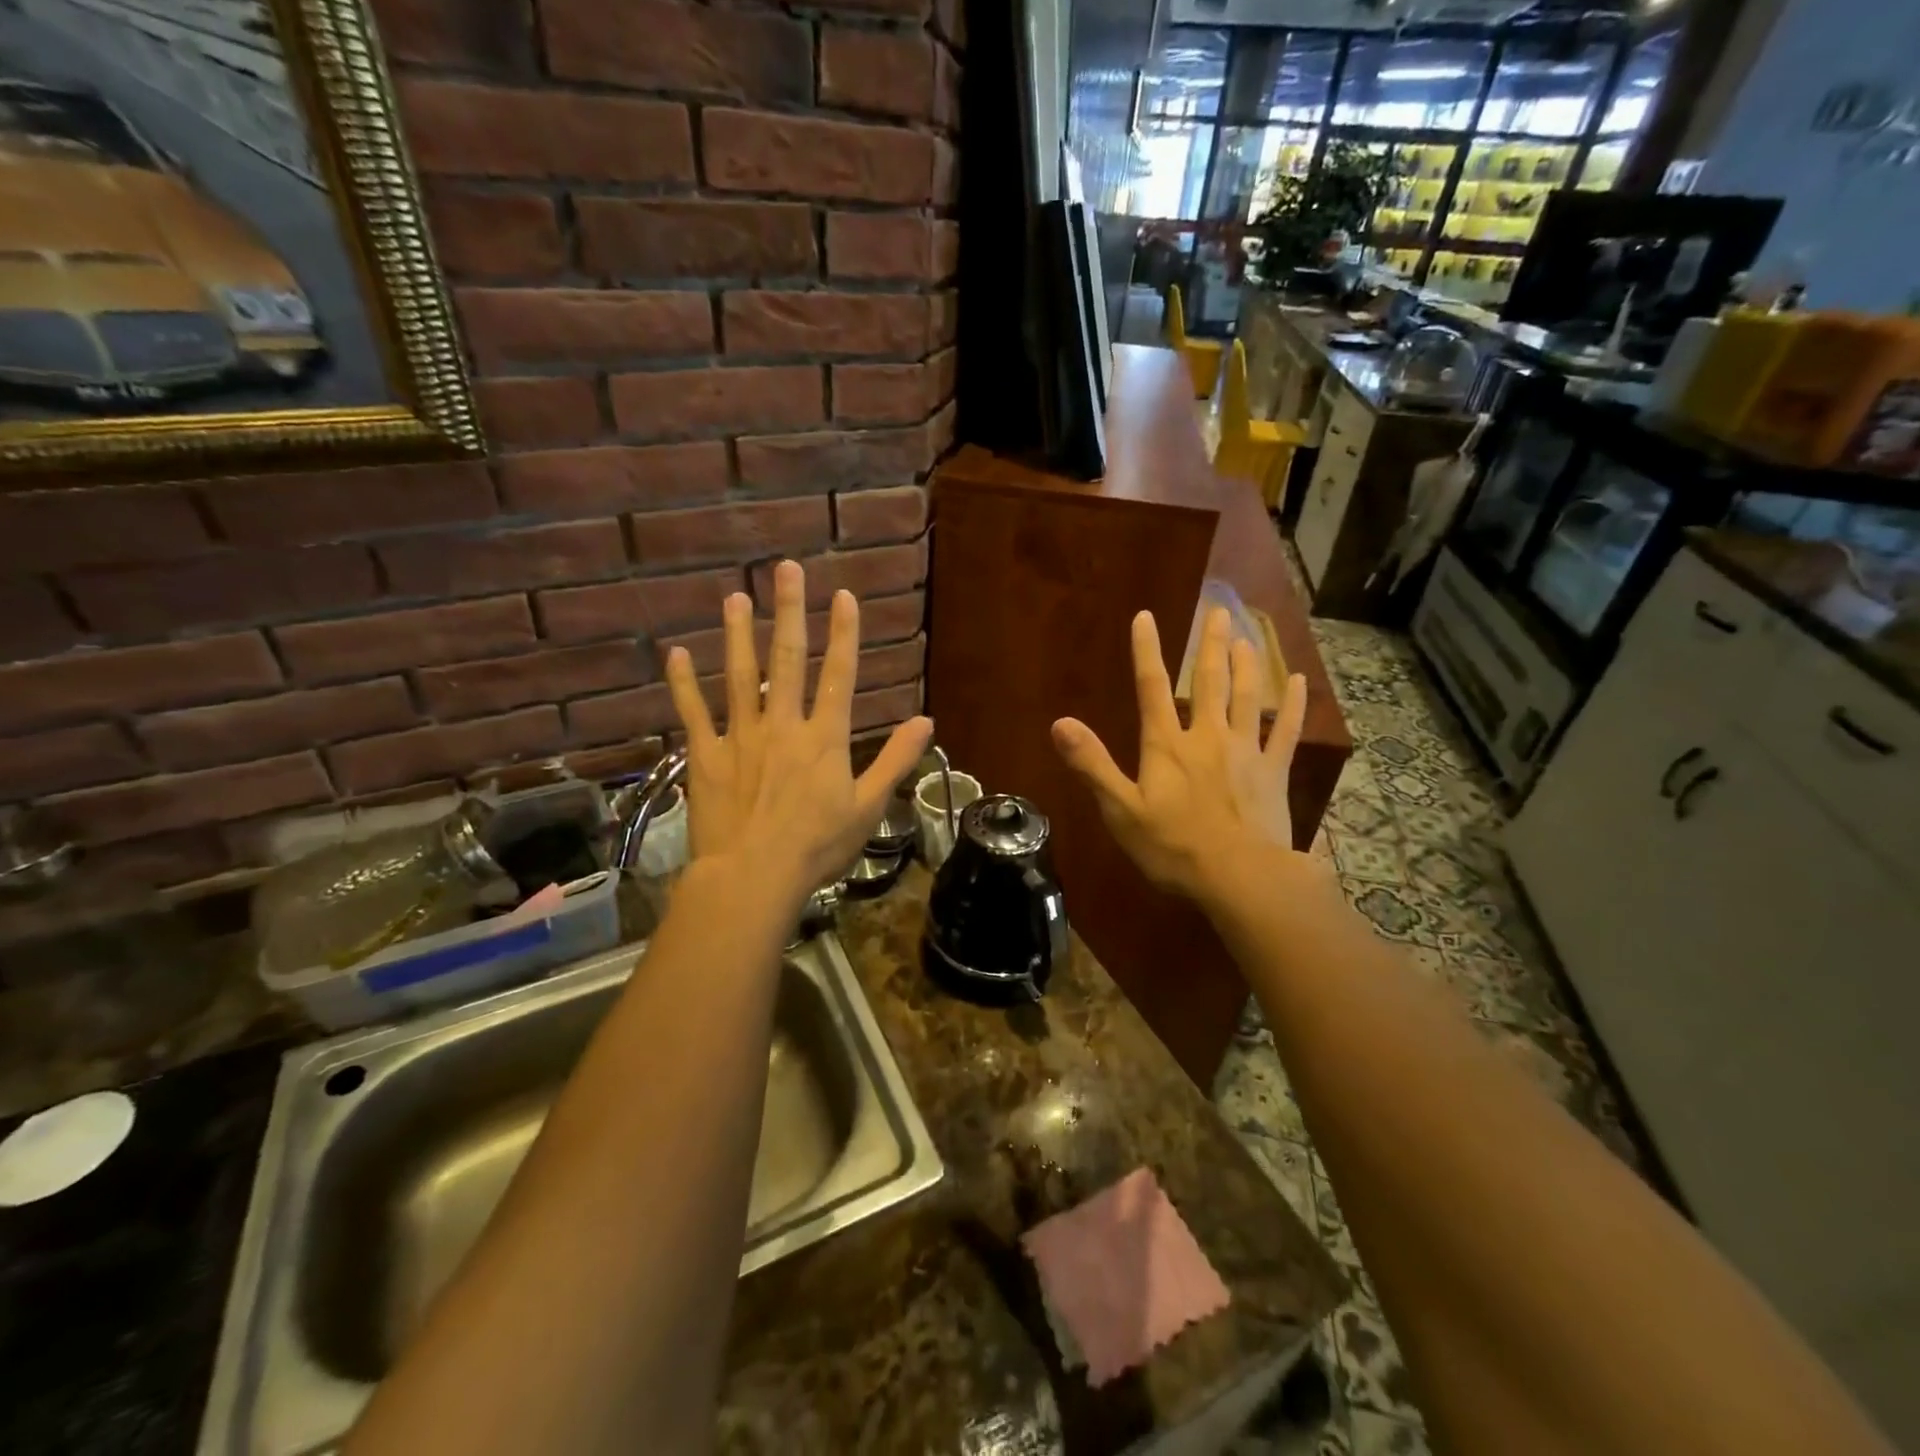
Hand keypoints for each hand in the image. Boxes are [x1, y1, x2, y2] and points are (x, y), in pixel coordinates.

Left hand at [664, 560, 932, 909]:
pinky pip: (693, 712)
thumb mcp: (868, 807)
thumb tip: (926, 721)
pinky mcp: (706, 755)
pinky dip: (682, 683)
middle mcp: (783, 724)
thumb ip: (895, 760)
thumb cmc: (817, 846)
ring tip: (735, 598)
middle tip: (785, 569)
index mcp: (825, 737)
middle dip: (789, 612)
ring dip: (738, 634)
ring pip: (739, 675)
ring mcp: (741, 737)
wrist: (754, 876)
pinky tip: (675, 654)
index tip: (843, 596)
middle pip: (787, 659)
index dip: (844, 633)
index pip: (839, 675)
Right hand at [1051, 608, 1307, 903]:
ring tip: (1246, 636)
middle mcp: (1207, 736)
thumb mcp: (1121, 810)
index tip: (1146, 617)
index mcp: (1167, 745)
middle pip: (1210, 681)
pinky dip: (1292, 705)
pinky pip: (1286, 730)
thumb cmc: (1173, 847)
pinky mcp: (1273, 771)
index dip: (1147, 651)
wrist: (1239, 877)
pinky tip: (1297, 681)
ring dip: (1247, 664)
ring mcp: (1245, 751)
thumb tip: (1059, 723)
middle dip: (1210, 644)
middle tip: (1218, 610)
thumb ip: (1092, 764)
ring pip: (1247, 697)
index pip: (1152, 688)